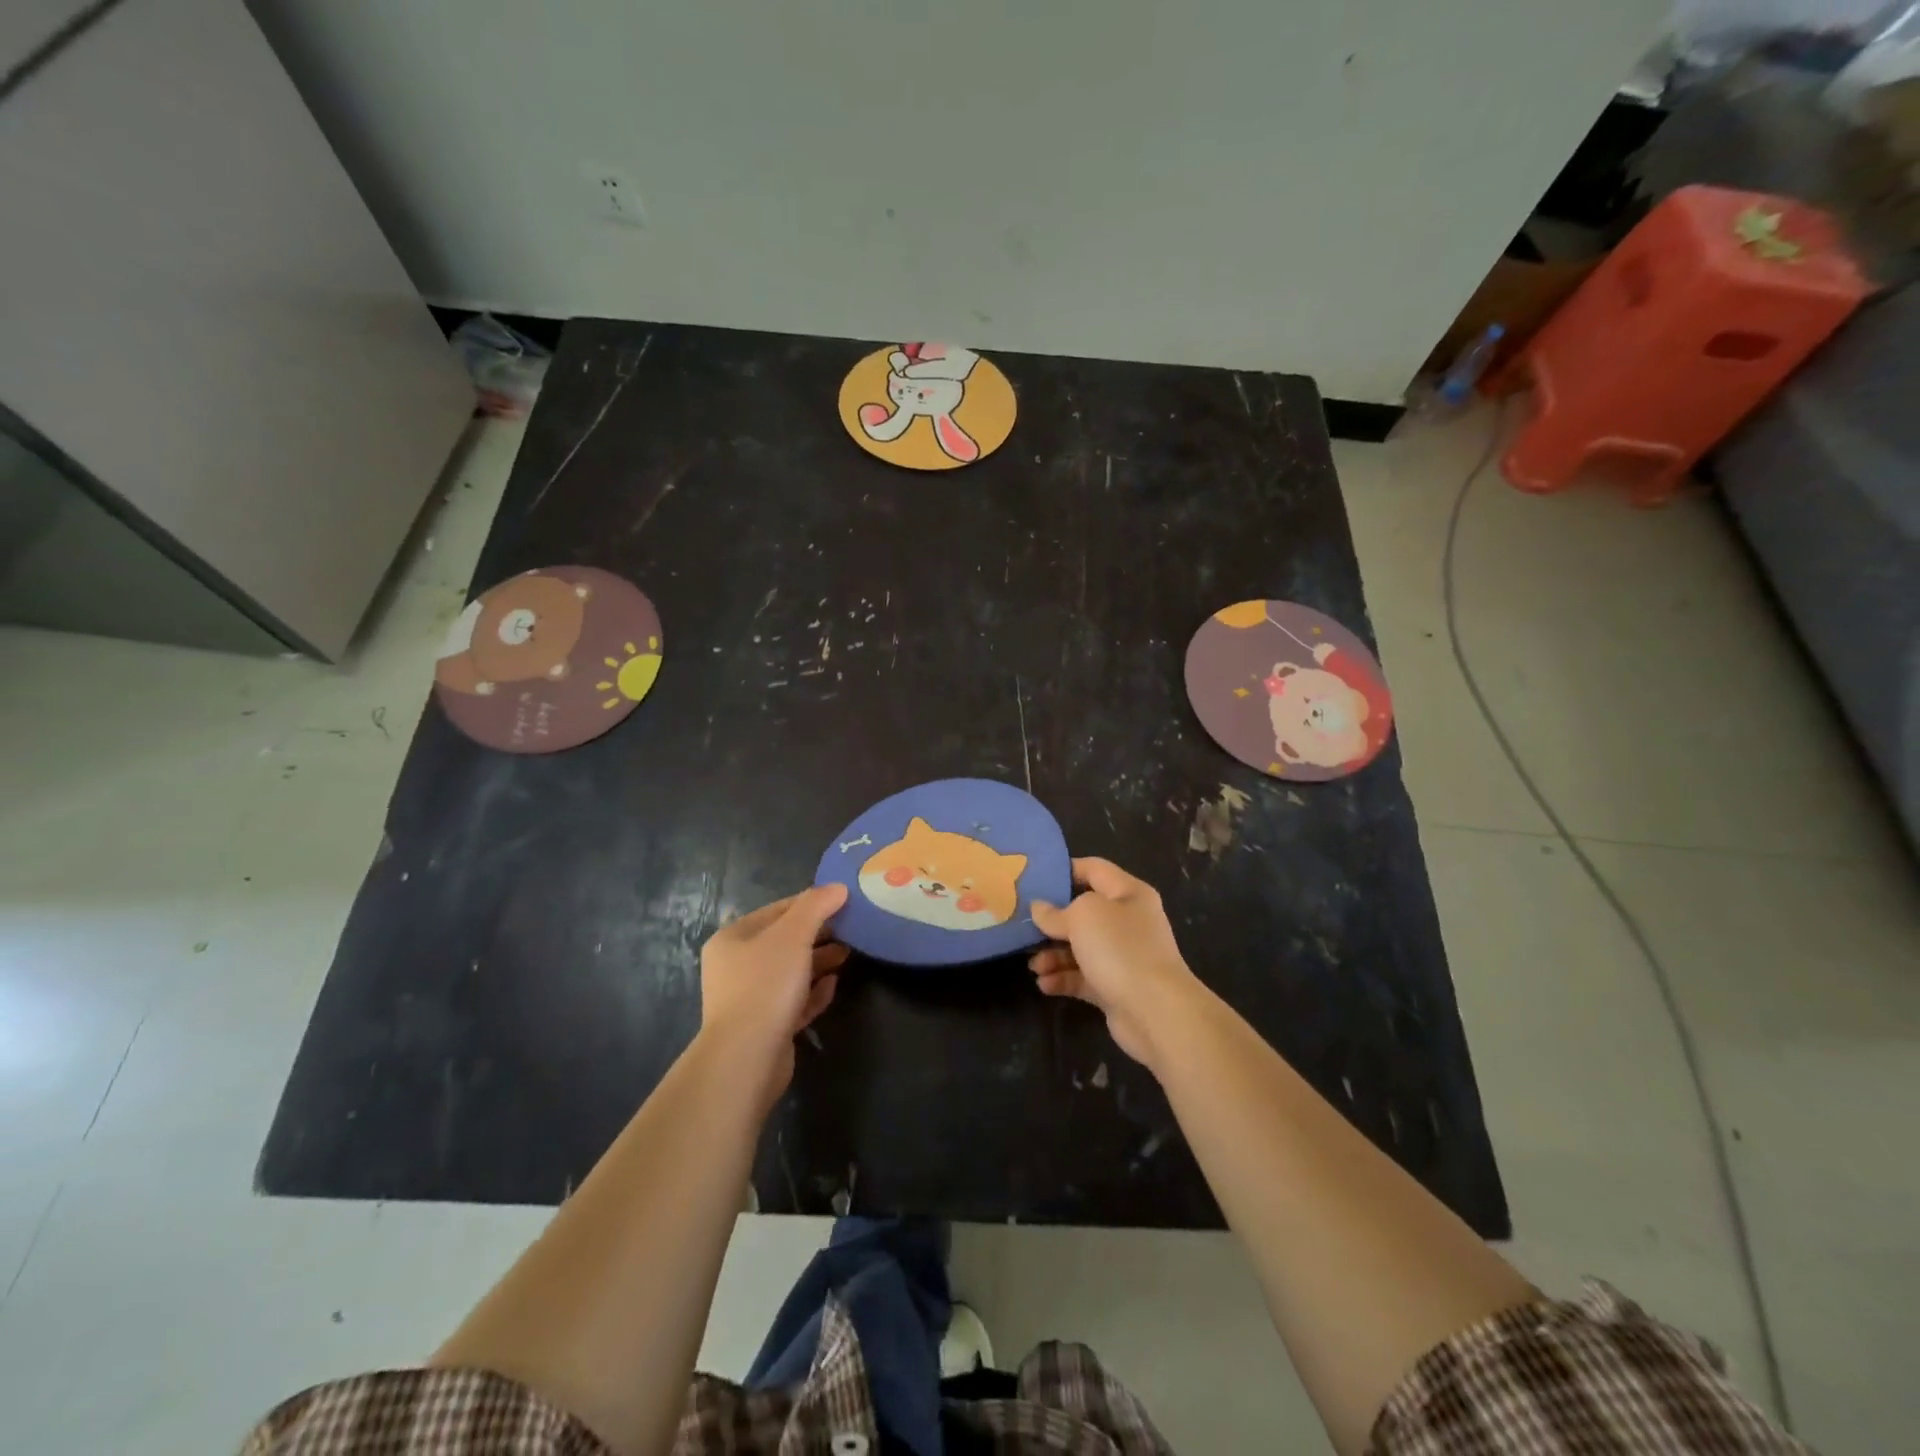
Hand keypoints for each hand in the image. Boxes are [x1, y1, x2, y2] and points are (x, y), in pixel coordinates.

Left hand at [699, 884, 848, 1103]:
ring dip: (819, 961)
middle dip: (818, 934)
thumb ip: (816, 906)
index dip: (810, 903)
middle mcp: (735, 966)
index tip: (843, 901)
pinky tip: (833, 985)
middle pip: (784, 941)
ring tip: (847, 954)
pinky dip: (814, 991)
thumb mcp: (793, 934)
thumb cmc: (766, 984)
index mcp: (733, 939)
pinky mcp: (765, 1027)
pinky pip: (793, 1001)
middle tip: (850, 929)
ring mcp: (749, 999)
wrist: (747, 1057)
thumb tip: (838, 887)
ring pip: (790, 971)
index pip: (777, 910)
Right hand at [1028, 858, 1204, 1068]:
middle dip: (1053, 922)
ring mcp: (1124, 956)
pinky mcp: (1116, 987)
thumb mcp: (1083, 917)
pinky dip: (1063, 979)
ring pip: (1081, 948)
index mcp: (1128, 893)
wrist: (1156, 1012)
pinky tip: (1044, 984)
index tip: (1034, 879)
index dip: (1065, 870)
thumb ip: (1056, 912)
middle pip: (1083, 913)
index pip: (1094, 869)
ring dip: (1054, 955)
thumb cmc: (1121, 949)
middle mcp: (1128, 921)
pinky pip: (1083, 977)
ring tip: (1034, 965)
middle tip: (1024, 927)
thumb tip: (1040, 908)